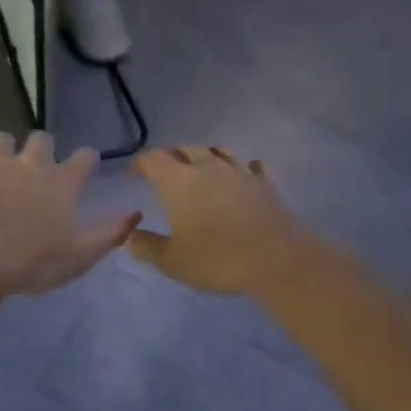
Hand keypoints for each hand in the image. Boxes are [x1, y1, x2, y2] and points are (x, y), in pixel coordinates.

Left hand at [0, 132, 139, 296]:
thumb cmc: (30, 261)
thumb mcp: (79, 256)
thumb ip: (109, 233)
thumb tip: (135, 214)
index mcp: (62, 183)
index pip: (84, 158)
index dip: (86, 160)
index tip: (84, 165)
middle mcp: (31, 163)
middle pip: (41, 139)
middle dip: (41, 148)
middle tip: (35, 166)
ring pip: (1, 139)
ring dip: (2, 149)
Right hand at [128, 147, 314, 294]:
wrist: (279, 261)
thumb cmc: (218, 260)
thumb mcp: (172, 262)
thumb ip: (147, 247)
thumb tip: (131, 236)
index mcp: (179, 182)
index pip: (153, 158)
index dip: (140, 164)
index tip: (133, 177)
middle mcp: (208, 167)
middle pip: (185, 148)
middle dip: (171, 158)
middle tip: (164, 175)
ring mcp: (240, 172)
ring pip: (218, 151)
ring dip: (204, 157)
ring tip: (200, 172)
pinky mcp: (266, 183)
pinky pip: (250, 165)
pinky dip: (240, 169)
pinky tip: (239, 180)